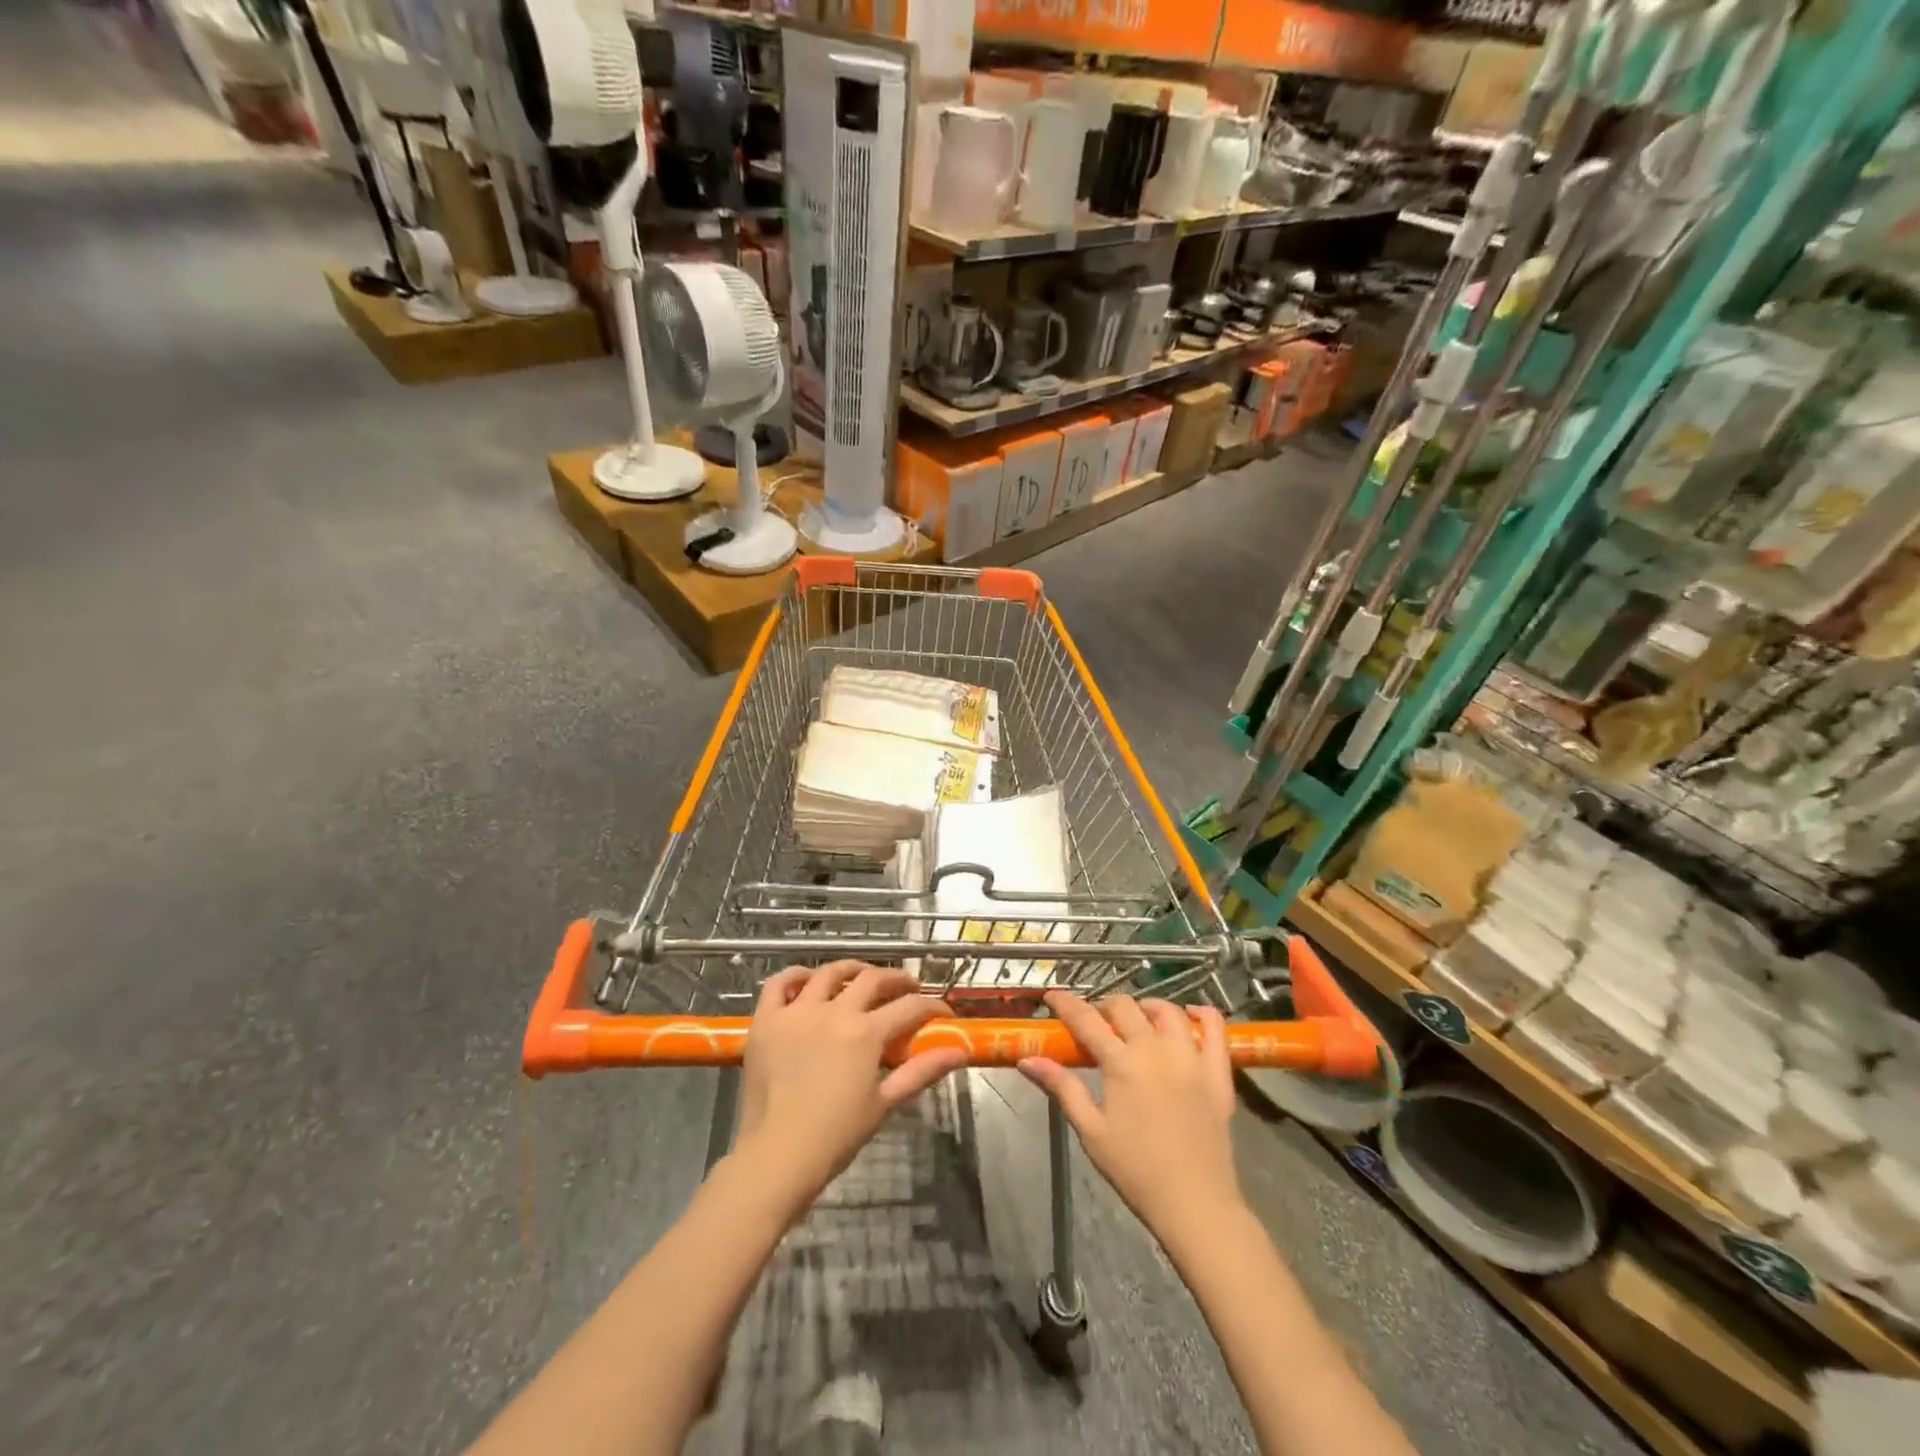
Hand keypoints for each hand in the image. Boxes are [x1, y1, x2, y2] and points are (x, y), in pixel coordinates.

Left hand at [731, 963, 966, 1218]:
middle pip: (873, 978)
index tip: (943, 1013)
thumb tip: (959, 1052)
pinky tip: (808, 981)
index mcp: (865, 1032)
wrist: (778, 1156)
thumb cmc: (836, 1135)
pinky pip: (779, 984)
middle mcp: (833, 1011)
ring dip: (852, 969)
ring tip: (862, 976)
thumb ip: (922, 1071)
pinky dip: (795, 976)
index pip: (910, 1006)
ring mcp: (797, 1012)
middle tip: (908, 987)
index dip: (932, 1006)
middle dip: (897, 979)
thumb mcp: (885, 1103)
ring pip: (829, 973)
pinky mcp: (766, 1020)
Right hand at [1020, 991, 1242, 1251]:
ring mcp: (1191, 1057)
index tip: (1052, 996)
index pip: (1086, 1019)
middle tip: (1096, 1023)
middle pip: (1125, 1007)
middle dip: (1104, 1006)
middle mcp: (1156, 1049)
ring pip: (1168, 1011)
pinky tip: (1191, 1014)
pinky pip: (1217, 1029)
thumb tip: (1027, 1059)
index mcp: (1121, 1063)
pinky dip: (1204, 1014)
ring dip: (1147, 1007)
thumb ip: (1062, 1087)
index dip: (1066, 1003)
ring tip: (1139, 1019)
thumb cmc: (1135, 1170)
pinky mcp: (1218, 1073)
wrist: (1195, 1204)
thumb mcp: (1090, 1130)